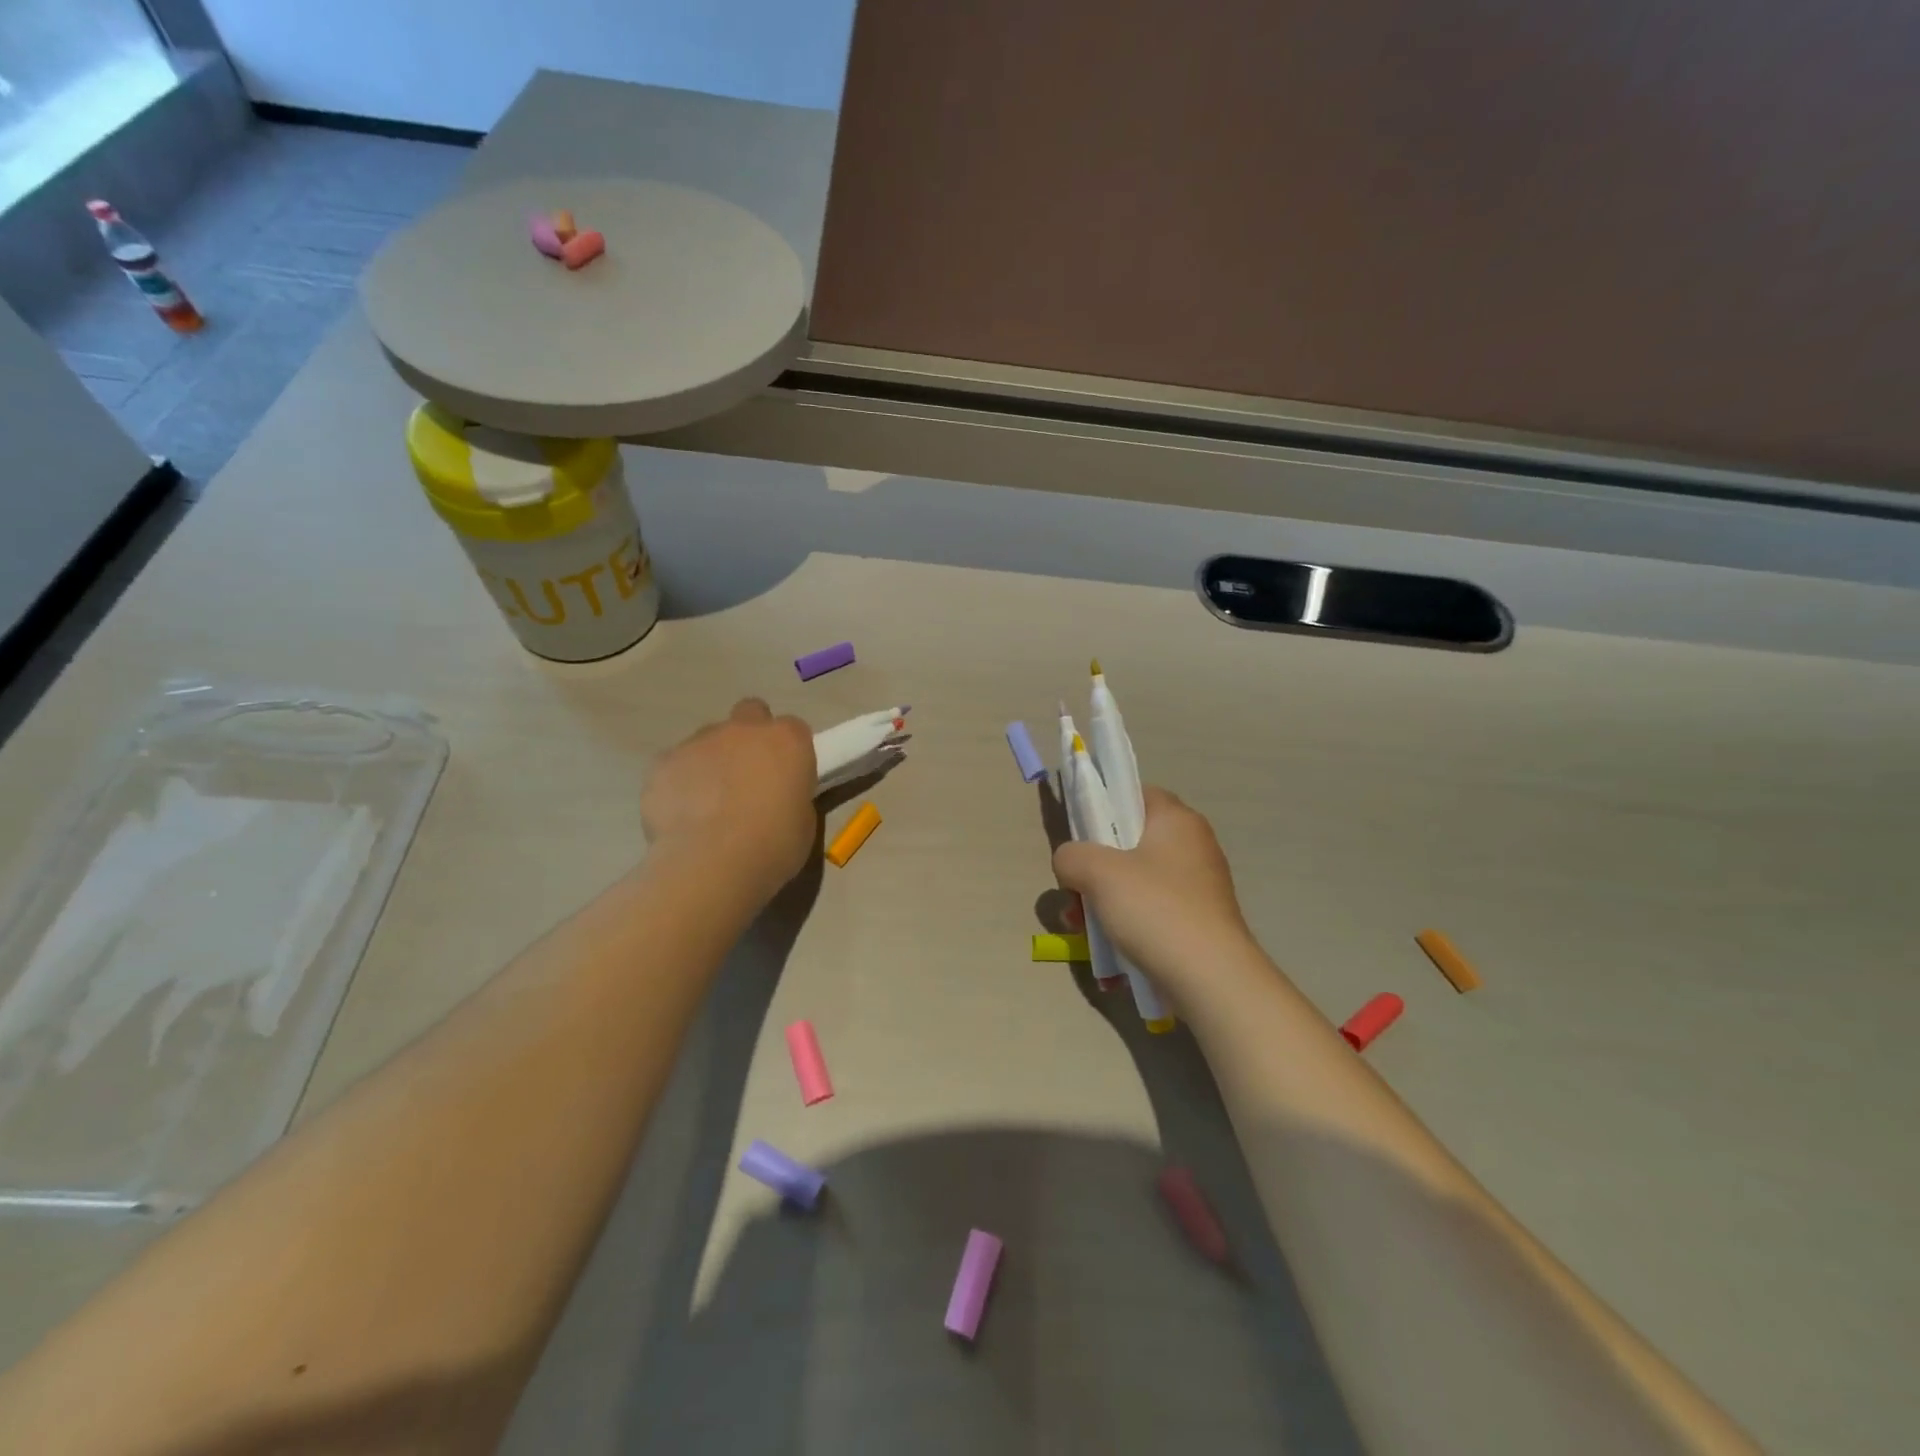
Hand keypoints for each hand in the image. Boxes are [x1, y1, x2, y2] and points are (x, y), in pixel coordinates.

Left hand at [642, 699, 816, 905]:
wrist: (712, 864)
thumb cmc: (773, 845)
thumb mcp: (803, 821)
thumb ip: (789, 795)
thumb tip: (773, 797)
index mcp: (786, 741)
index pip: (793, 729)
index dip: (789, 752)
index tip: (786, 778)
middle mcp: (743, 730)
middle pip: (749, 714)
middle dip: (749, 737)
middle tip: (747, 777)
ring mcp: (699, 742)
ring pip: (708, 739)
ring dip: (713, 761)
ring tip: (709, 805)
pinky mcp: (663, 762)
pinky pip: (674, 765)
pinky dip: (679, 782)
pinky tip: (682, 815)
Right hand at [1052, 787, 1256, 994]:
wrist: (1210, 978)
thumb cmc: (1155, 909)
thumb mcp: (1098, 873)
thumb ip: (1072, 856)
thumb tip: (1070, 862)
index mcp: (1176, 820)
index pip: (1134, 793)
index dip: (1103, 806)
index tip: (1079, 835)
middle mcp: (1192, 845)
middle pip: (1129, 841)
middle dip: (1094, 867)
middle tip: (1073, 890)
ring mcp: (1197, 885)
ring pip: (1136, 880)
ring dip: (1103, 899)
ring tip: (1080, 927)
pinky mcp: (1197, 920)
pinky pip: (1151, 909)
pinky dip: (1126, 921)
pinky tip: (1106, 947)